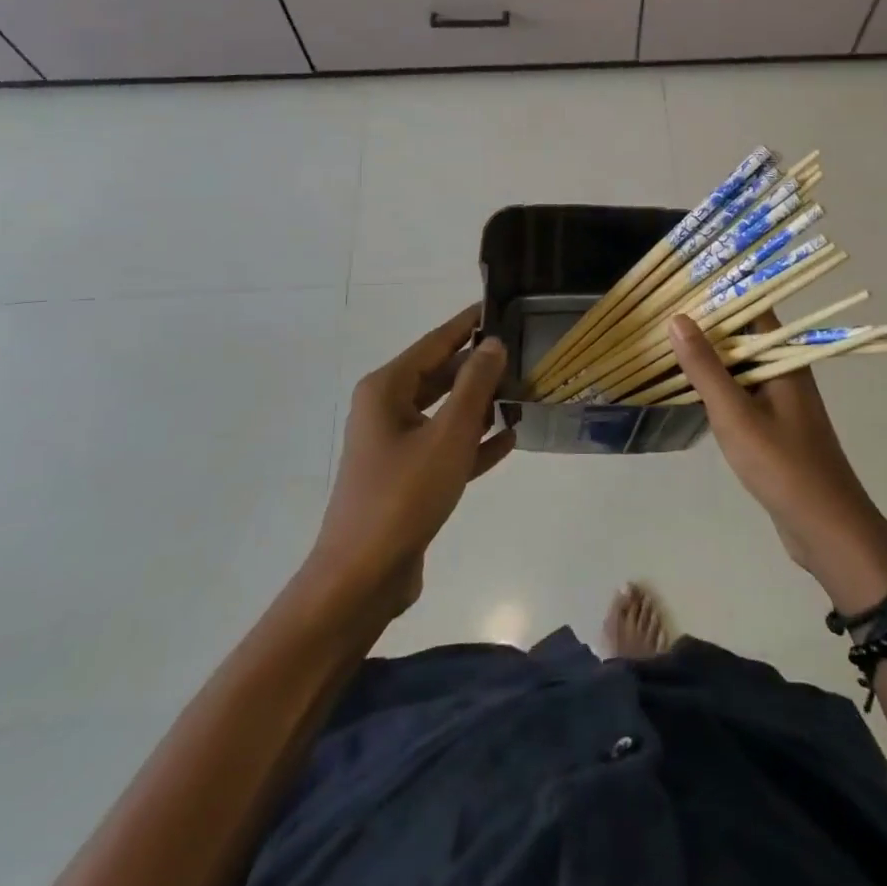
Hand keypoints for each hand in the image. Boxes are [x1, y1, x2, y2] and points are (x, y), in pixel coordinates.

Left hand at [306, 304, 514, 618]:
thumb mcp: (448, 435)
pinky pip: (445, 446)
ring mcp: (395, 445)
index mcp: (387, 389)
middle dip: (481, 367)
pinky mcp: (407, 477)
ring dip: (482, 405)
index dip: (469, 323)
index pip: (436, 341)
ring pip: (446, 411)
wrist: (361, 580)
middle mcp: (388, 409)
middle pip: (442, 374)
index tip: (502, 306)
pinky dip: (473, 441)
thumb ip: (475, 385)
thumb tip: (494, 343)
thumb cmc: (403, 496)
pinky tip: (509, 439)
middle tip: (525, 352)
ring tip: (524, 392)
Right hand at [668, 313, 886, 614]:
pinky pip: (743, 394)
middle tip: (662, 319)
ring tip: (667, 348)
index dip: (720, 295)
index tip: (682, 289)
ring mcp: (782, 401)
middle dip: (708, 327)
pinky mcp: (776, 427)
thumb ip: (705, 367)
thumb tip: (677, 318)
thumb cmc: (781, 464)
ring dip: (710, 359)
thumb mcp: (735, 413)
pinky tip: (691, 391)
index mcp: (785, 359)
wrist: (826, 528)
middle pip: (745, 337)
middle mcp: (787, 371)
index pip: (754, 309)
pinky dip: (719, 388)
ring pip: (742, 367)